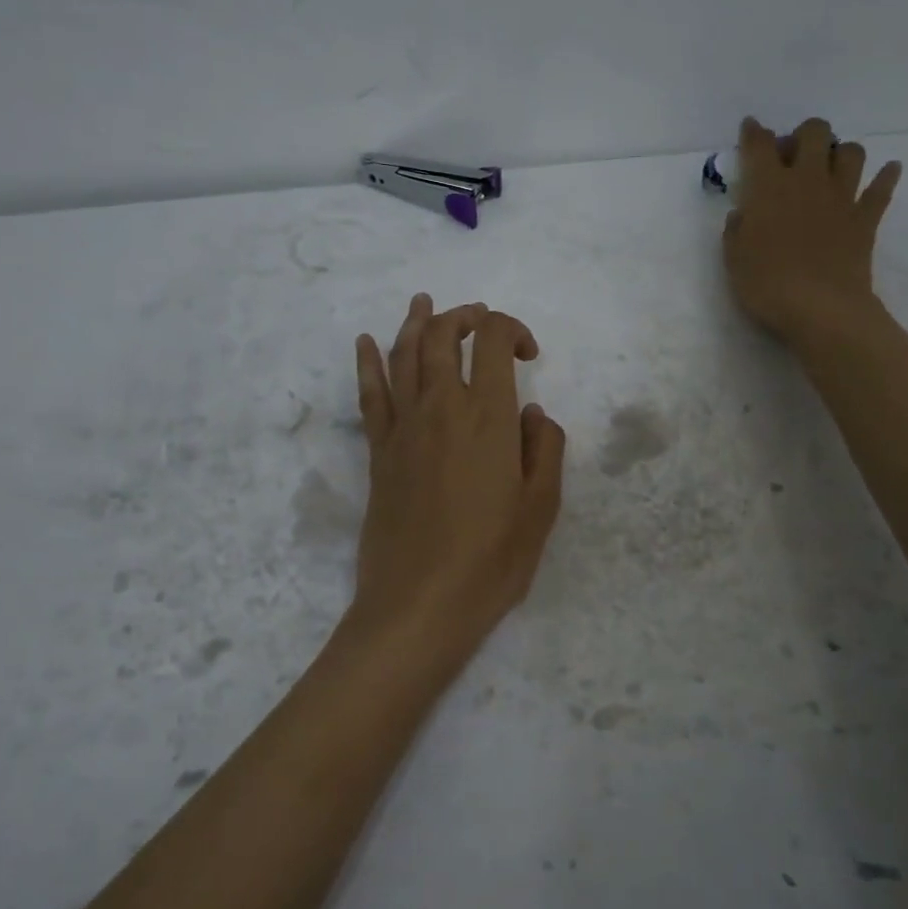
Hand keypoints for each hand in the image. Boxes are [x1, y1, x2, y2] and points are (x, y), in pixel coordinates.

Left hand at [341, 294, 566, 670]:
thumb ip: (544, 448)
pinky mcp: (378, 452)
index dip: (511, 329)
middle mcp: (441, 407)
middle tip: (481, 320)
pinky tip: (363, 342)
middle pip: (443, 336)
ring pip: (403, 354)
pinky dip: (366, 363)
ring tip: (424, 303)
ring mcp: (403, 427)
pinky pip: (369, 395)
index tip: (528, 355)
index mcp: (488, 417)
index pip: (492, 340)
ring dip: (416, 323)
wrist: (419, 605)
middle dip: (463, 316)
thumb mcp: (541, 507)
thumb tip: (531, 413)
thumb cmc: (491, 560)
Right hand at [723, 116, 901, 346]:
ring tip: (830, 168)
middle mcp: (807, 180)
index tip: (750, 129)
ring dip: (840, 153)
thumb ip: (736, 230)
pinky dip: (886, 177)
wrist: (821, 309)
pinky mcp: (866, 218)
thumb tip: (742, 213)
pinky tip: (889, 171)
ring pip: (851, 152)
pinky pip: (882, 189)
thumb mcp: (734, 259)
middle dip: (803, 135)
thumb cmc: (767, 284)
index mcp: (768, 187)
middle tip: (793, 156)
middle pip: (814, 133)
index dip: (753, 133)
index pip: (759, 145)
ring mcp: (842, 197)